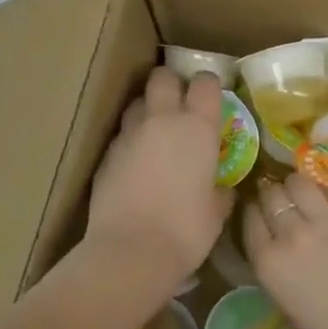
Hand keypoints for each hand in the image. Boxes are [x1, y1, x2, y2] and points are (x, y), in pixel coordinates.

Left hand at [84, 67, 233, 287]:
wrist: (130, 252)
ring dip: (148, 109)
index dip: (209, 86)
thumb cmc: (186, 231)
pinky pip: (122, 135)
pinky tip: (136, 164)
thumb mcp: (216, 211)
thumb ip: (220, 190)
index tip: (212, 98)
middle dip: (172, 84)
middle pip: (162, 77)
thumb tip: (221, 187)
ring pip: (137, 102)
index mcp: (197, 127)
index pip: (205, 83)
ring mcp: (129, 135)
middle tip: (180, 104)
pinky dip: (131, 141)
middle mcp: (162, 120)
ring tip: (156, 133)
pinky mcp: (106, 155)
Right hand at [242, 171, 327, 328]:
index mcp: (268, 261)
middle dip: (273, 195)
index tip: (259, 214)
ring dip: (299, 188)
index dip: (254, 212)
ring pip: (302, 183)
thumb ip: (278, 272)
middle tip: (282, 203)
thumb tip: (281, 253)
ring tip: (305, 196)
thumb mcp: (286, 311)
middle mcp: (293, 233)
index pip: (250, 216)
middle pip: (273, 194)